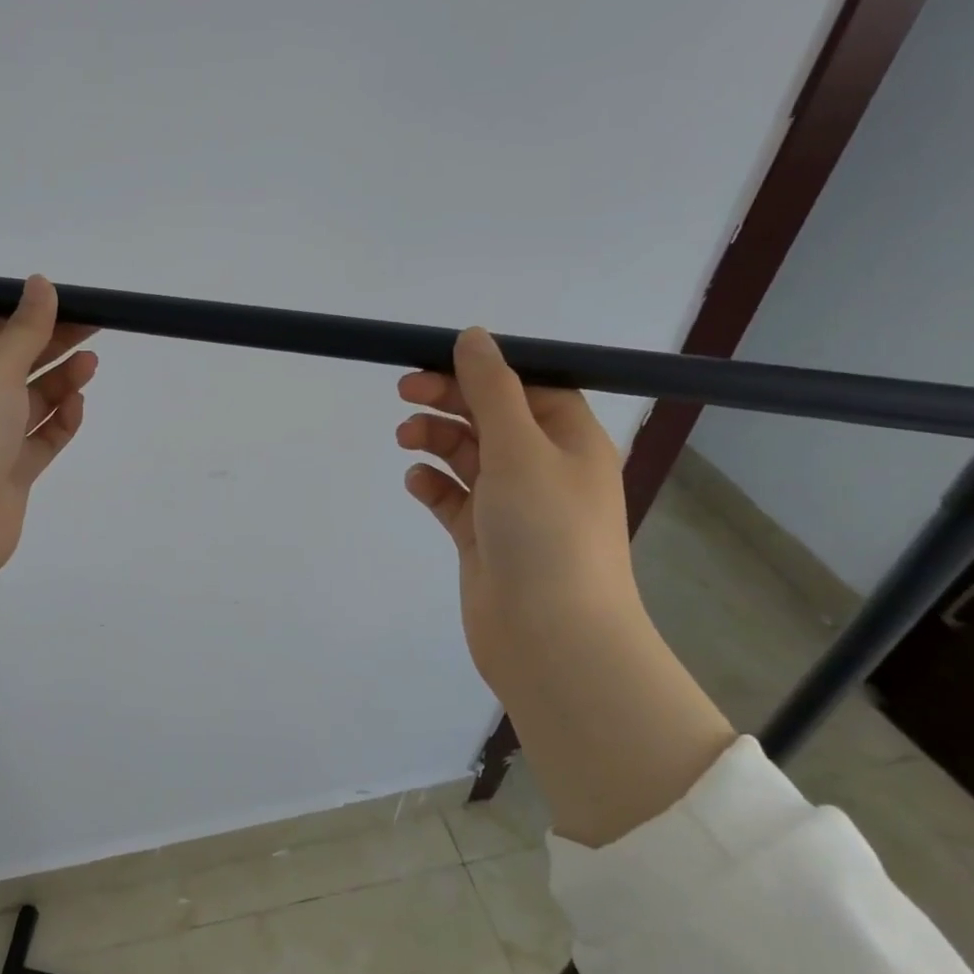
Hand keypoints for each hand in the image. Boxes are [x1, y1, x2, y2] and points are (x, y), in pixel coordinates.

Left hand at [0, 277, 97, 674]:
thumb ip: (25, 328)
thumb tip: (40, 282)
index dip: (31, 313)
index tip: (70, 303)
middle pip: (18, 361)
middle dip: (54, 343)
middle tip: (96, 327)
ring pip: (33, 400)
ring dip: (61, 381)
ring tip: (92, 365)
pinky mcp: (11, 470)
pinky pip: (42, 438)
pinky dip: (61, 421)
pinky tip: (77, 407)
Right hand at [396, 327, 641, 684]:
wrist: (550, 638)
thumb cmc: (545, 531)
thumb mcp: (519, 446)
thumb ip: (491, 389)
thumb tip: (473, 336)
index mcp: (569, 440)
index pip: (527, 386)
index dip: (483, 370)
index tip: (436, 360)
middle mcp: (544, 467)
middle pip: (491, 416)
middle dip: (449, 400)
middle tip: (403, 390)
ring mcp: (512, 505)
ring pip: (467, 455)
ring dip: (436, 439)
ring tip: (406, 438)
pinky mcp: (483, 537)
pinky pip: (453, 498)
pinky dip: (433, 484)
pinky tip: (416, 482)